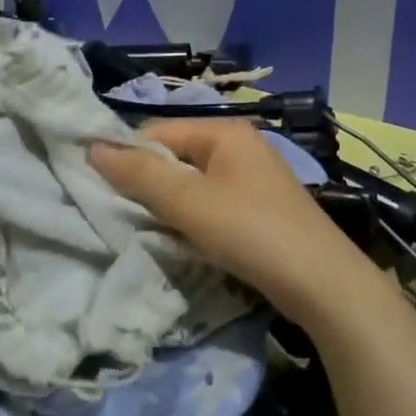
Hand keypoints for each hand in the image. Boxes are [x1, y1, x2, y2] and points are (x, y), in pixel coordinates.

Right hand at [90, 119, 384, 331]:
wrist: (322, 283)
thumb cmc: (251, 231)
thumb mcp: (189, 201)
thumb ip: (140, 173)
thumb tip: (92, 146)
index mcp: (224, 131)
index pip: (157, 132)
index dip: (130, 160)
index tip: (109, 196)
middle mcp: (240, 146)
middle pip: (175, 157)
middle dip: (150, 186)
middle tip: (130, 220)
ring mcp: (253, 178)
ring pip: (192, 184)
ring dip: (170, 207)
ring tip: (156, 234)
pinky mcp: (260, 208)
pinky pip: (212, 204)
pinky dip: (194, 220)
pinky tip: (188, 243)